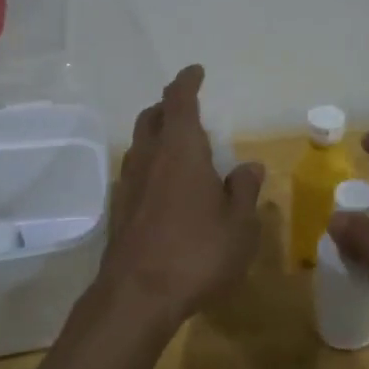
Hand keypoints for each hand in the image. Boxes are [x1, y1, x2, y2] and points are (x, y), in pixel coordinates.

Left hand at [99, 66, 262, 328]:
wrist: (137, 297)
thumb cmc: (197, 254)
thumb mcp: (239, 225)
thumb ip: (244, 190)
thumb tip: (249, 166)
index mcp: (181, 150)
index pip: (180, 101)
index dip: (187, 82)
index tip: (196, 71)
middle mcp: (150, 158)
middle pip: (152, 117)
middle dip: (169, 106)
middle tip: (189, 109)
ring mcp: (129, 184)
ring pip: (140, 144)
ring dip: (158, 134)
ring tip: (181, 146)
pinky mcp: (120, 210)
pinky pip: (137, 171)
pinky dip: (152, 164)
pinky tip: (167, 186)